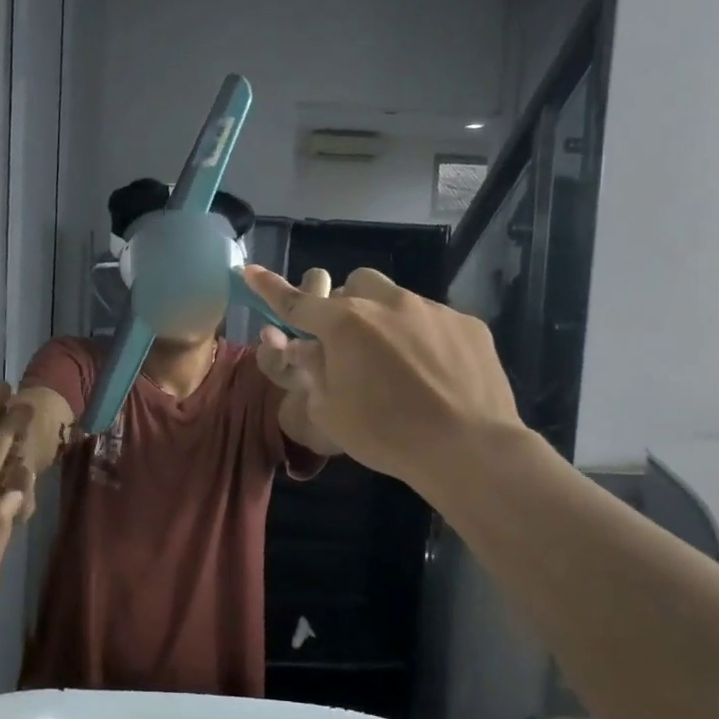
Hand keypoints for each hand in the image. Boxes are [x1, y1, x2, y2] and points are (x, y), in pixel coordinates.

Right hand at [242, 264, 526, 485]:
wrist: (468, 448)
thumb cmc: (386, 434)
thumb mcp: (330, 410)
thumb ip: (313, 370)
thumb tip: (305, 346)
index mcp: (345, 324)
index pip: (296, 301)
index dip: (269, 287)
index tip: (249, 270)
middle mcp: (387, 303)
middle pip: (357, 284)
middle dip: (349, 305)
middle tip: (352, 344)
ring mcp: (432, 309)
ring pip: (398, 299)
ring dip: (387, 320)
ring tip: (401, 364)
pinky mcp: (468, 324)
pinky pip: (435, 320)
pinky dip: (425, 338)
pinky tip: (436, 374)